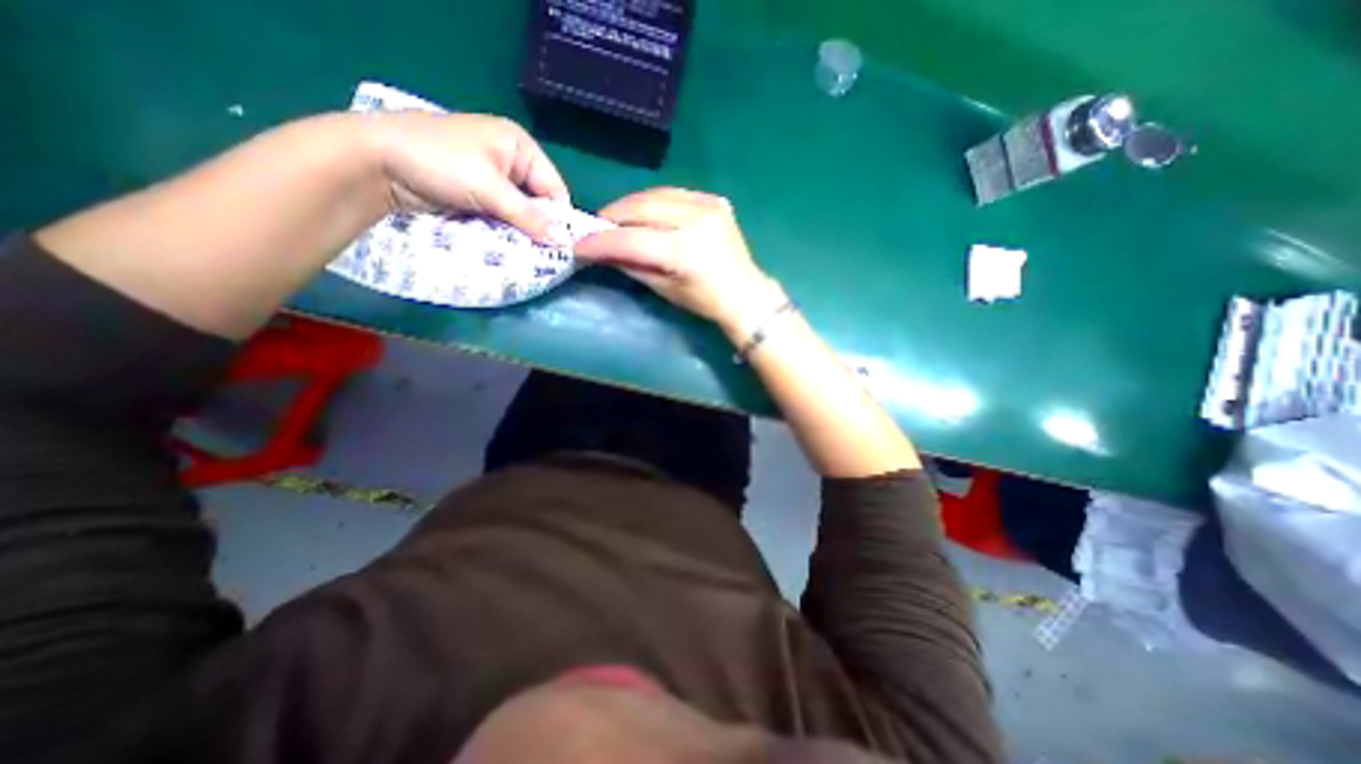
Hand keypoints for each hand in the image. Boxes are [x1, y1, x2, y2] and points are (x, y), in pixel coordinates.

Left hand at [363, 111, 570, 244]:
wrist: (375, 162)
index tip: (561, 248)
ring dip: (522, 233)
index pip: (554, 188)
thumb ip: (530, 217)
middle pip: (539, 202)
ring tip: (527, 256)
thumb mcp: (491, 189)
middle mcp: (511, 161)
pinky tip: (508, 248)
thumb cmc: (440, 163)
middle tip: (544, 256)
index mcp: (520, 146)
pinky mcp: (478, 195)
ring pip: (522, 213)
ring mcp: (493, 179)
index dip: (559, 218)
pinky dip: (506, 232)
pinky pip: (503, 218)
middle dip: (540, 228)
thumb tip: (565, 243)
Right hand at [573, 188, 786, 330]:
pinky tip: (644, 213)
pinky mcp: (714, 200)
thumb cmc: (704, 301)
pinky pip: (673, 194)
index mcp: (684, 251)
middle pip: (641, 208)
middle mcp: (696, 220)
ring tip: (615, 219)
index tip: (578, 245)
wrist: (745, 293)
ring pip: (655, 195)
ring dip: (630, 206)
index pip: (632, 239)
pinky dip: (653, 201)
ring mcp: (708, 205)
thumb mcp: (664, 288)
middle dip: (612, 216)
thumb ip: (632, 265)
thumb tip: (603, 251)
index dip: (601, 241)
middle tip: (595, 227)